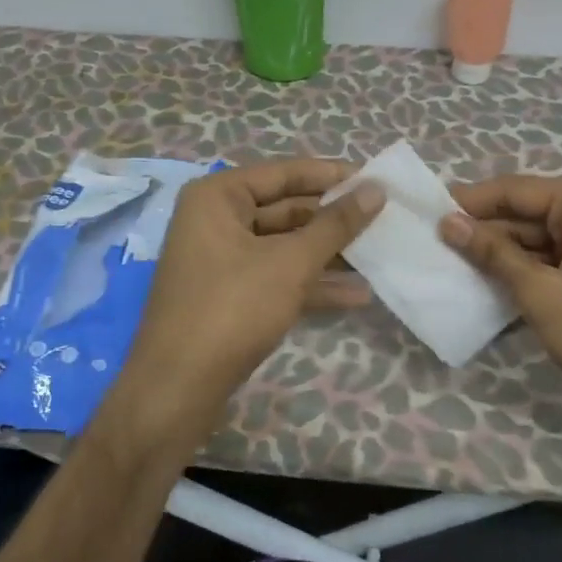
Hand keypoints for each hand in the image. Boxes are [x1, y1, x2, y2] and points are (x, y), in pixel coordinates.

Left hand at [108, 159, 384, 451]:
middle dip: (334, 220)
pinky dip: (311, 284)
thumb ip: (336, 225)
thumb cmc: (233, 309)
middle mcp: (215, 220)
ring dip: (329, 255)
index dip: (333, 176)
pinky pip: (277, 277)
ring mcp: (221, 260)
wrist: (177, 389)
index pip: (285, 173)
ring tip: (379, 256)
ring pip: (284, 247)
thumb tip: (375, 189)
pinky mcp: (230, 296)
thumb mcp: (291, 263)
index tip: (377, 180)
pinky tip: (357, 295)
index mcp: (218, 197)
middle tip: (384, 221)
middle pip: (286, 209)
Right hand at [441, 175, 561, 440]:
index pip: (514, 190)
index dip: (469, 201)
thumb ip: (494, 255)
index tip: (425, 213)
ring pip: (537, 244)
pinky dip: (523, 278)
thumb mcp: (543, 293)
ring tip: (451, 270)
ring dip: (500, 258)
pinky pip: (553, 267)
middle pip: (525, 215)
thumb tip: (450, 223)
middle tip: (432, 248)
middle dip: (482, 232)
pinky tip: (489, 292)